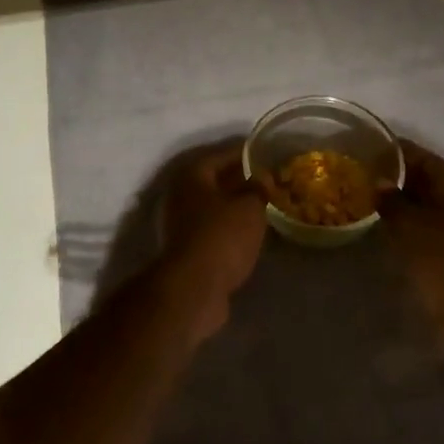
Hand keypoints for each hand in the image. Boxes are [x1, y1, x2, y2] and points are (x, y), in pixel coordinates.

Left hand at [158, 145, 268, 336]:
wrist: (193, 290)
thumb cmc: (221, 237)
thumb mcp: (250, 207)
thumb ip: (258, 188)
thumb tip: (262, 177)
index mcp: (191, 176)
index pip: (221, 155)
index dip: (245, 153)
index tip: (265, 154)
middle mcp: (179, 195)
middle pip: (213, 181)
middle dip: (240, 181)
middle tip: (266, 181)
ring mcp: (177, 225)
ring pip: (212, 207)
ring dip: (233, 206)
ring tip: (261, 207)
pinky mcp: (183, 250)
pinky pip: (211, 229)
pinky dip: (228, 227)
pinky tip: (248, 233)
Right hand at [379, 141, 443, 336]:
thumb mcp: (411, 227)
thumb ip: (391, 200)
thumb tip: (378, 182)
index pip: (418, 153)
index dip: (390, 149)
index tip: (362, 147)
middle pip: (422, 175)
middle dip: (392, 173)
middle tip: (358, 174)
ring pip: (423, 200)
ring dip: (397, 198)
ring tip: (364, 197)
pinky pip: (425, 221)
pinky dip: (405, 219)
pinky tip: (383, 226)